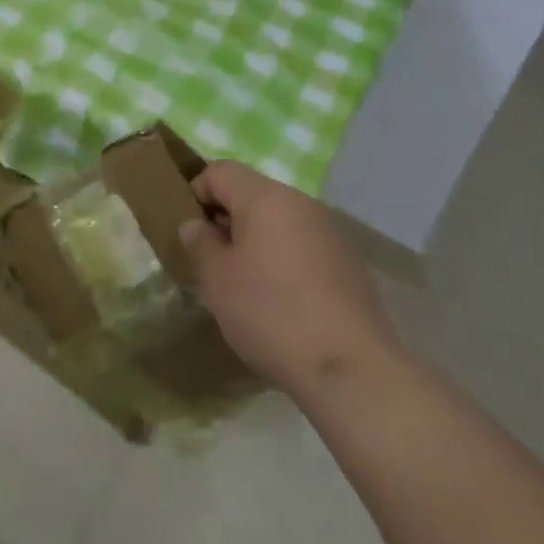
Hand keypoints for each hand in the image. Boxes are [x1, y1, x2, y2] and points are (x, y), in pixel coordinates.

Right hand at [179, 161, 403, 399]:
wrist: (353, 371)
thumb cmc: (273, 315)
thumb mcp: (218, 281)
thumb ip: (199, 243)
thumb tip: (195, 224)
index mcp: (265, 196)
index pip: (220, 171)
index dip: (196, 193)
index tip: (190, 232)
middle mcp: (300, 202)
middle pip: (252, 194)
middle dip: (227, 220)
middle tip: (214, 263)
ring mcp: (330, 231)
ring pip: (279, 221)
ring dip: (257, 241)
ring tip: (247, 286)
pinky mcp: (350, 263)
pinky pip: (304, 246)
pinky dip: (286, 261)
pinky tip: (284, 303)